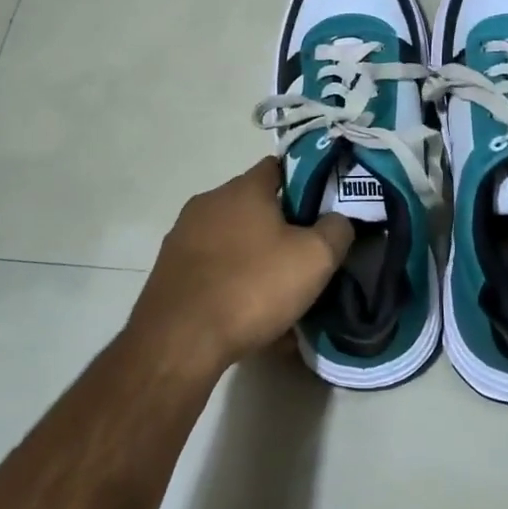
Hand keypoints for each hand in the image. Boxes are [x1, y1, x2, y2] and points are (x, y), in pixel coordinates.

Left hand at [128, 156, 353, 378]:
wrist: (179, 341)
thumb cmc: (252, 287)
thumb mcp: (315, 258)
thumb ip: (336, 230)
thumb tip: (338, 220)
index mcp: (243, 189)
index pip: (279, 167)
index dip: (305, 183)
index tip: (323, 208)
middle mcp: (209, 202)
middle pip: (255, 205)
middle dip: (280, 226)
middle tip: (304, 256)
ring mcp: (183, 235)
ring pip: (233, 240)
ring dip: (255, 258)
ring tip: (277, 293)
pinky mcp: (169, 270)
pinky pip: (213, 268)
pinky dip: (232, 283)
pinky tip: (247, 315)